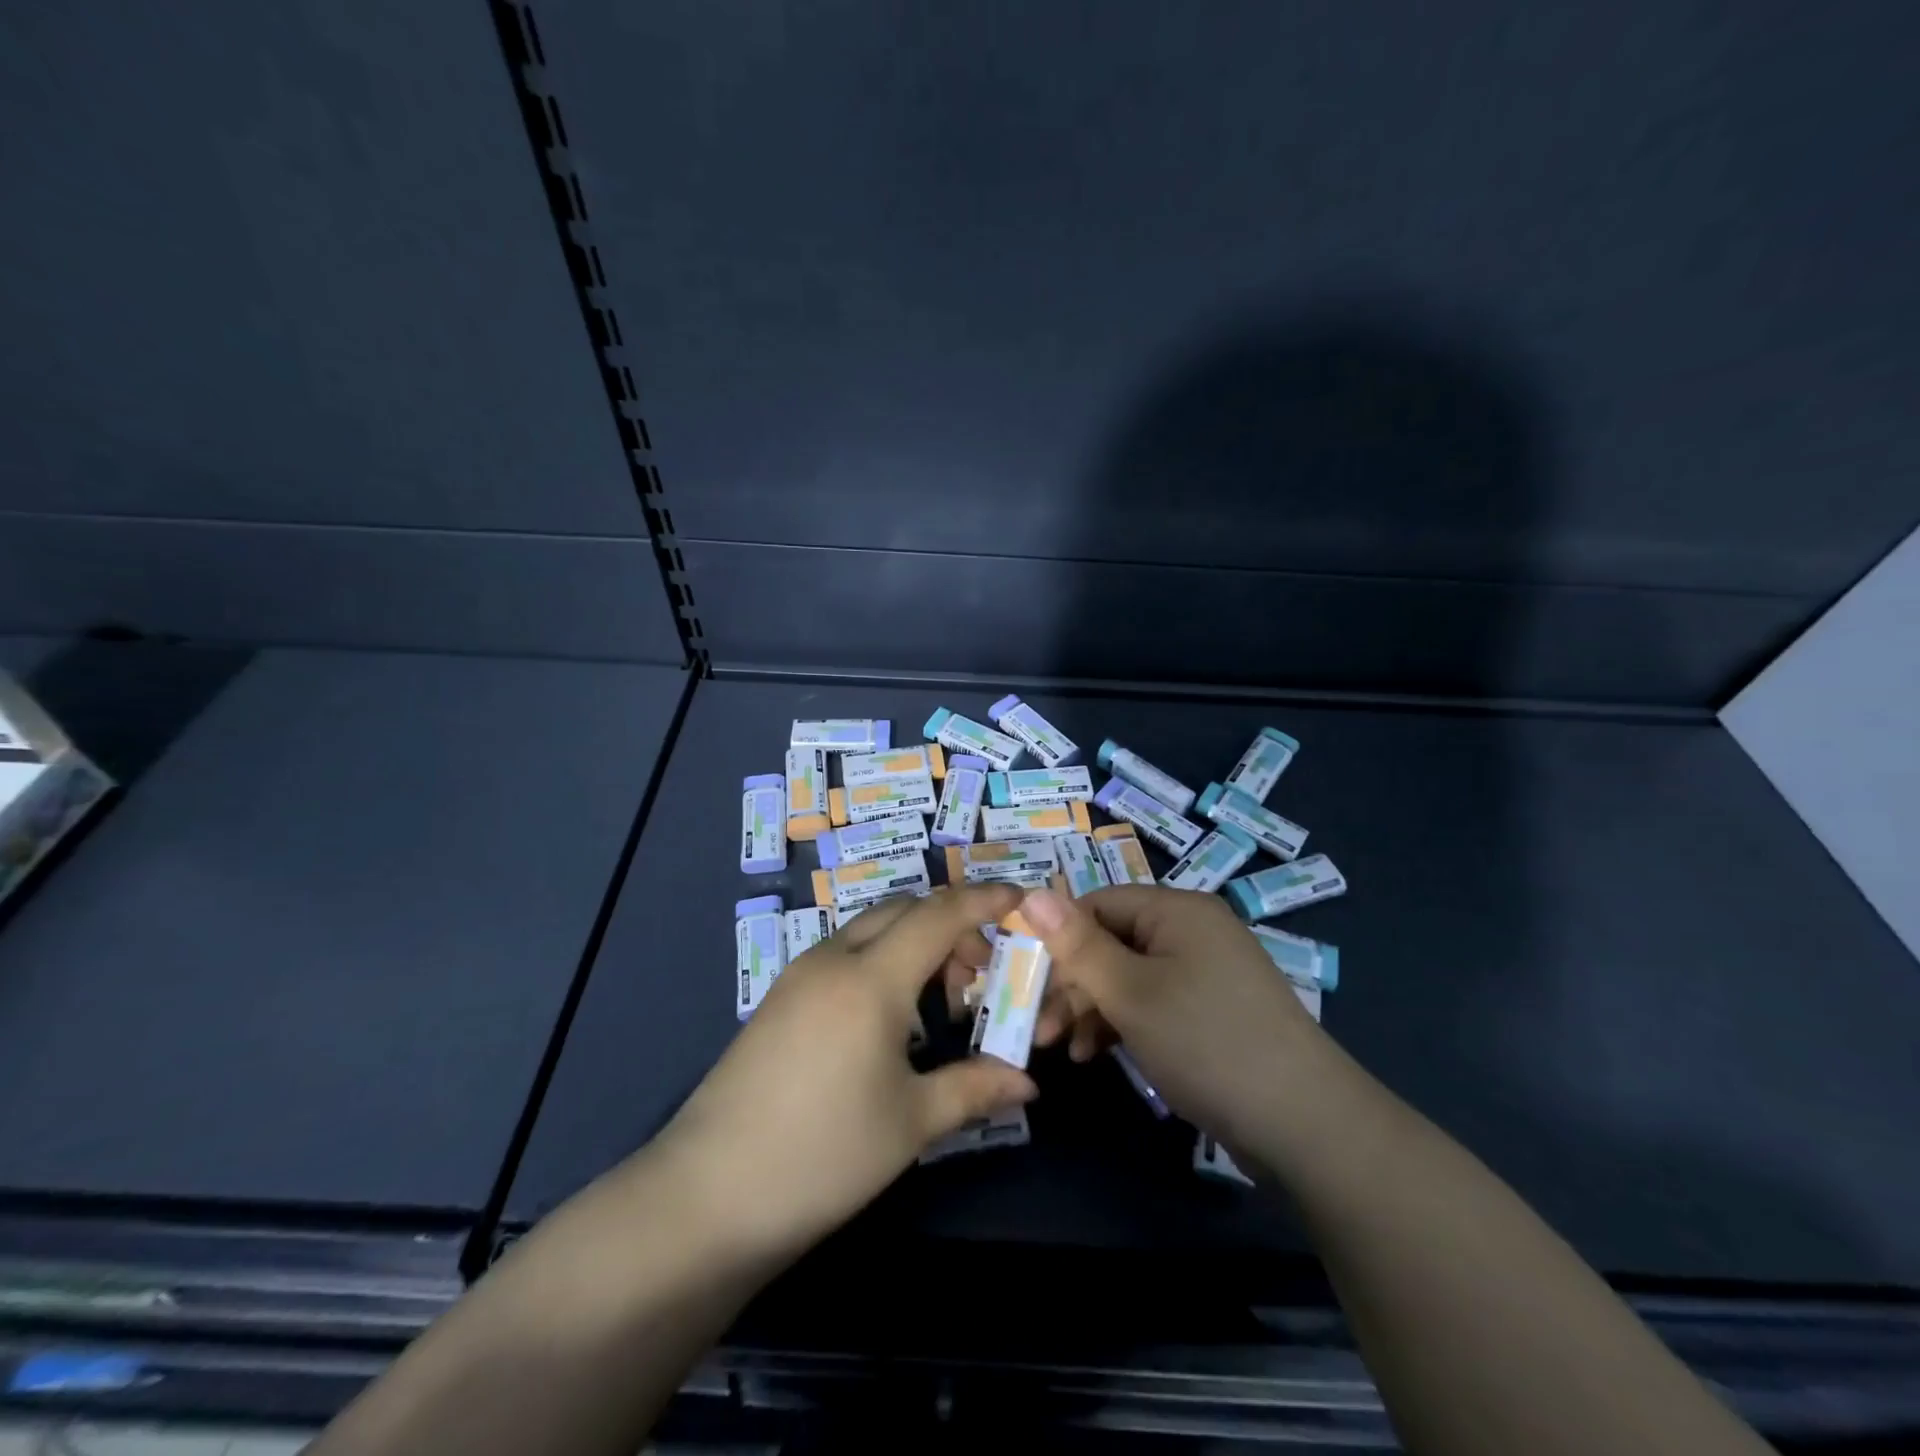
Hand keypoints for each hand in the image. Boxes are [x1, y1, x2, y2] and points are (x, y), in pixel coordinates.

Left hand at [650, 885, 1037, 1261]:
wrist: (707, 1195)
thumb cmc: (824, 1154)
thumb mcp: (910, 1123)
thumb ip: (974, 1088)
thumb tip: (1028, 1082)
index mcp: (870, 978)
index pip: (938, 915)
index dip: (983, 899)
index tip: (1019, 898)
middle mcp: (833, 960)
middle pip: (903, 911)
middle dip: (950, 925)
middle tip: (979, 975)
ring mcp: (799, 976)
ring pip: (870, 930)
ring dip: (913, 943)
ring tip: (938, 1002)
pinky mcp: (779, 999)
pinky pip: (843, 954)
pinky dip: (881, 960)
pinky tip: (890, 1017)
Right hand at [1021, 884, 1324, 1147]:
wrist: (1305, 1124)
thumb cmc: (1206, 1041)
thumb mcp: (1130, 993)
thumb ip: (1077, 945)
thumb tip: (1029, 893)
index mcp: (1176, 910)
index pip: (1097, 904)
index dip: (1057, 938)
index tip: (1025, 980)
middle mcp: (1191, 931)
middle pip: (1111, 942)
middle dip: (1071, 983)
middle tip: (1038, 1028)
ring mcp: (1205, 972)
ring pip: (1128, 977)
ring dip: (1091, 1009)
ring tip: (1062, 1050)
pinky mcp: (1211, 1011)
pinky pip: (1153, 1002)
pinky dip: (1122, 1024)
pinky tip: (1097, 1055)